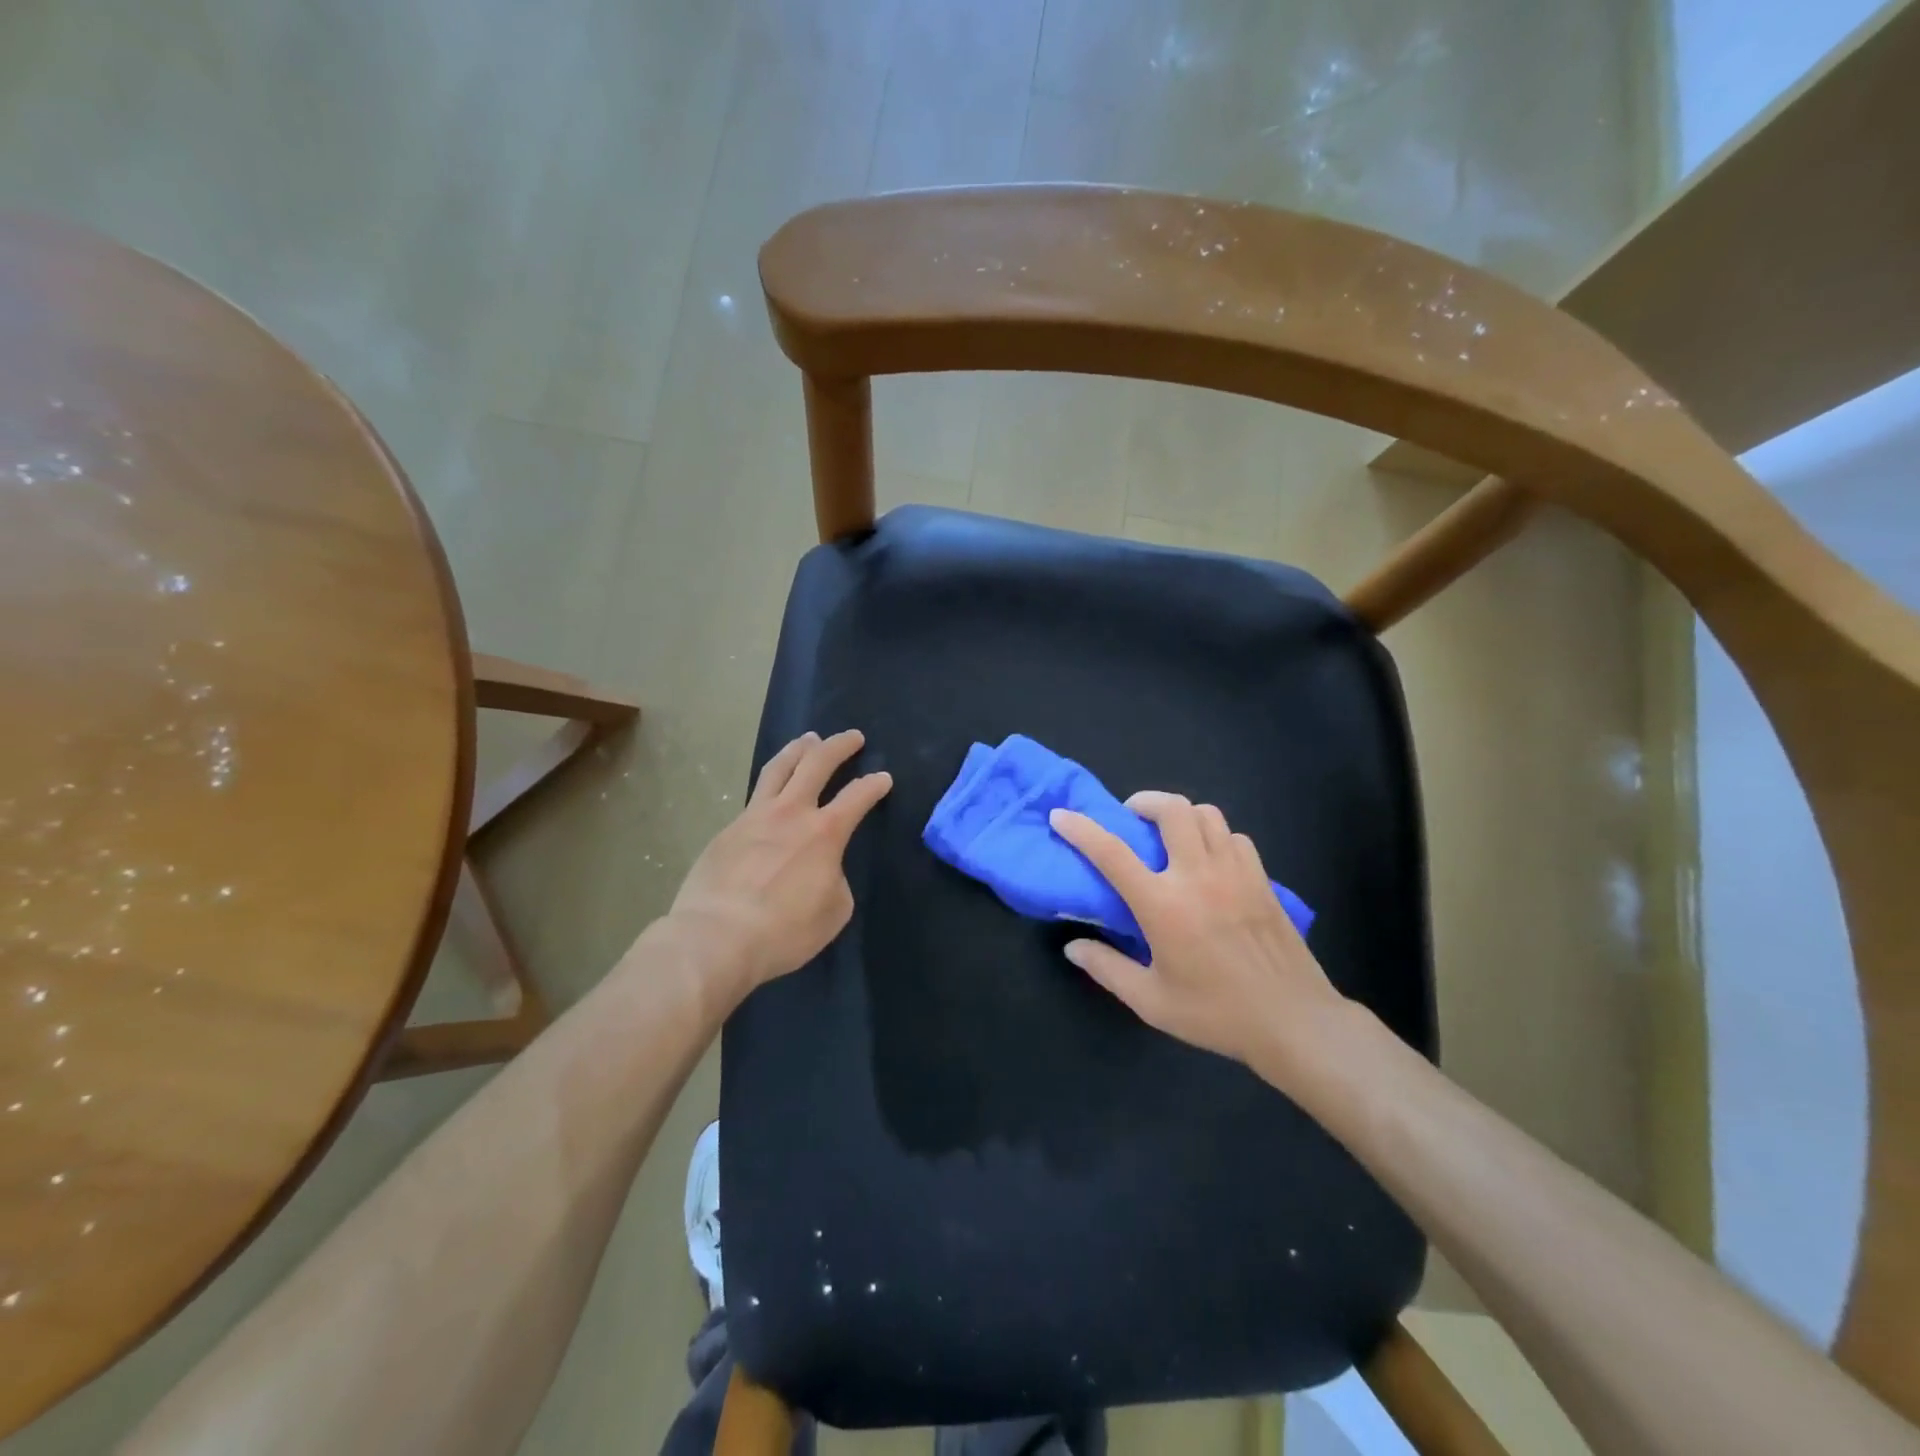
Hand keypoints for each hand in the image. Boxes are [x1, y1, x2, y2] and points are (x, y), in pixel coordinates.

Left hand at [669, 730, 891, 1000]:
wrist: (716, 937)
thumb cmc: (784, 931)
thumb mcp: (833, 912)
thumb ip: (835, 880)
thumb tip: (823, 869)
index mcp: (825, 833)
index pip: (858, 796)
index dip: (875, 784)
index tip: (883, 778)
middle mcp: (791, 812)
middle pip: (817, 763)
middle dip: (839, 746)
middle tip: (852, 737)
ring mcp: (755, 817)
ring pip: (779, 768)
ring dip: (799, 749)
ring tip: (809, 739)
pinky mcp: (728, 829)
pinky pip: (755, 795)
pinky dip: (771, 783)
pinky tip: (772, 789)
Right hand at [1049, 793, 1346, 1080]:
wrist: (1294, 1021)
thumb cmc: (1216, 1013)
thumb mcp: (1151, 1001)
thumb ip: (1107, 969)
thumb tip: (1073, 947)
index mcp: (1163, 905)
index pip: (1112, 853)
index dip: (1081, 829)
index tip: (1061, 815)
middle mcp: (1198, 876)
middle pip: (1171, 809)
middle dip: (1144, 801)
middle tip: (1131, 817)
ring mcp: (1235, 872)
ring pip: (1206, 814)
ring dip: (1181, 815)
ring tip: (1170, 835)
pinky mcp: (1262, 879)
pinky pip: (1235, 837)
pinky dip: (1215, 836)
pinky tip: (1210, 859)